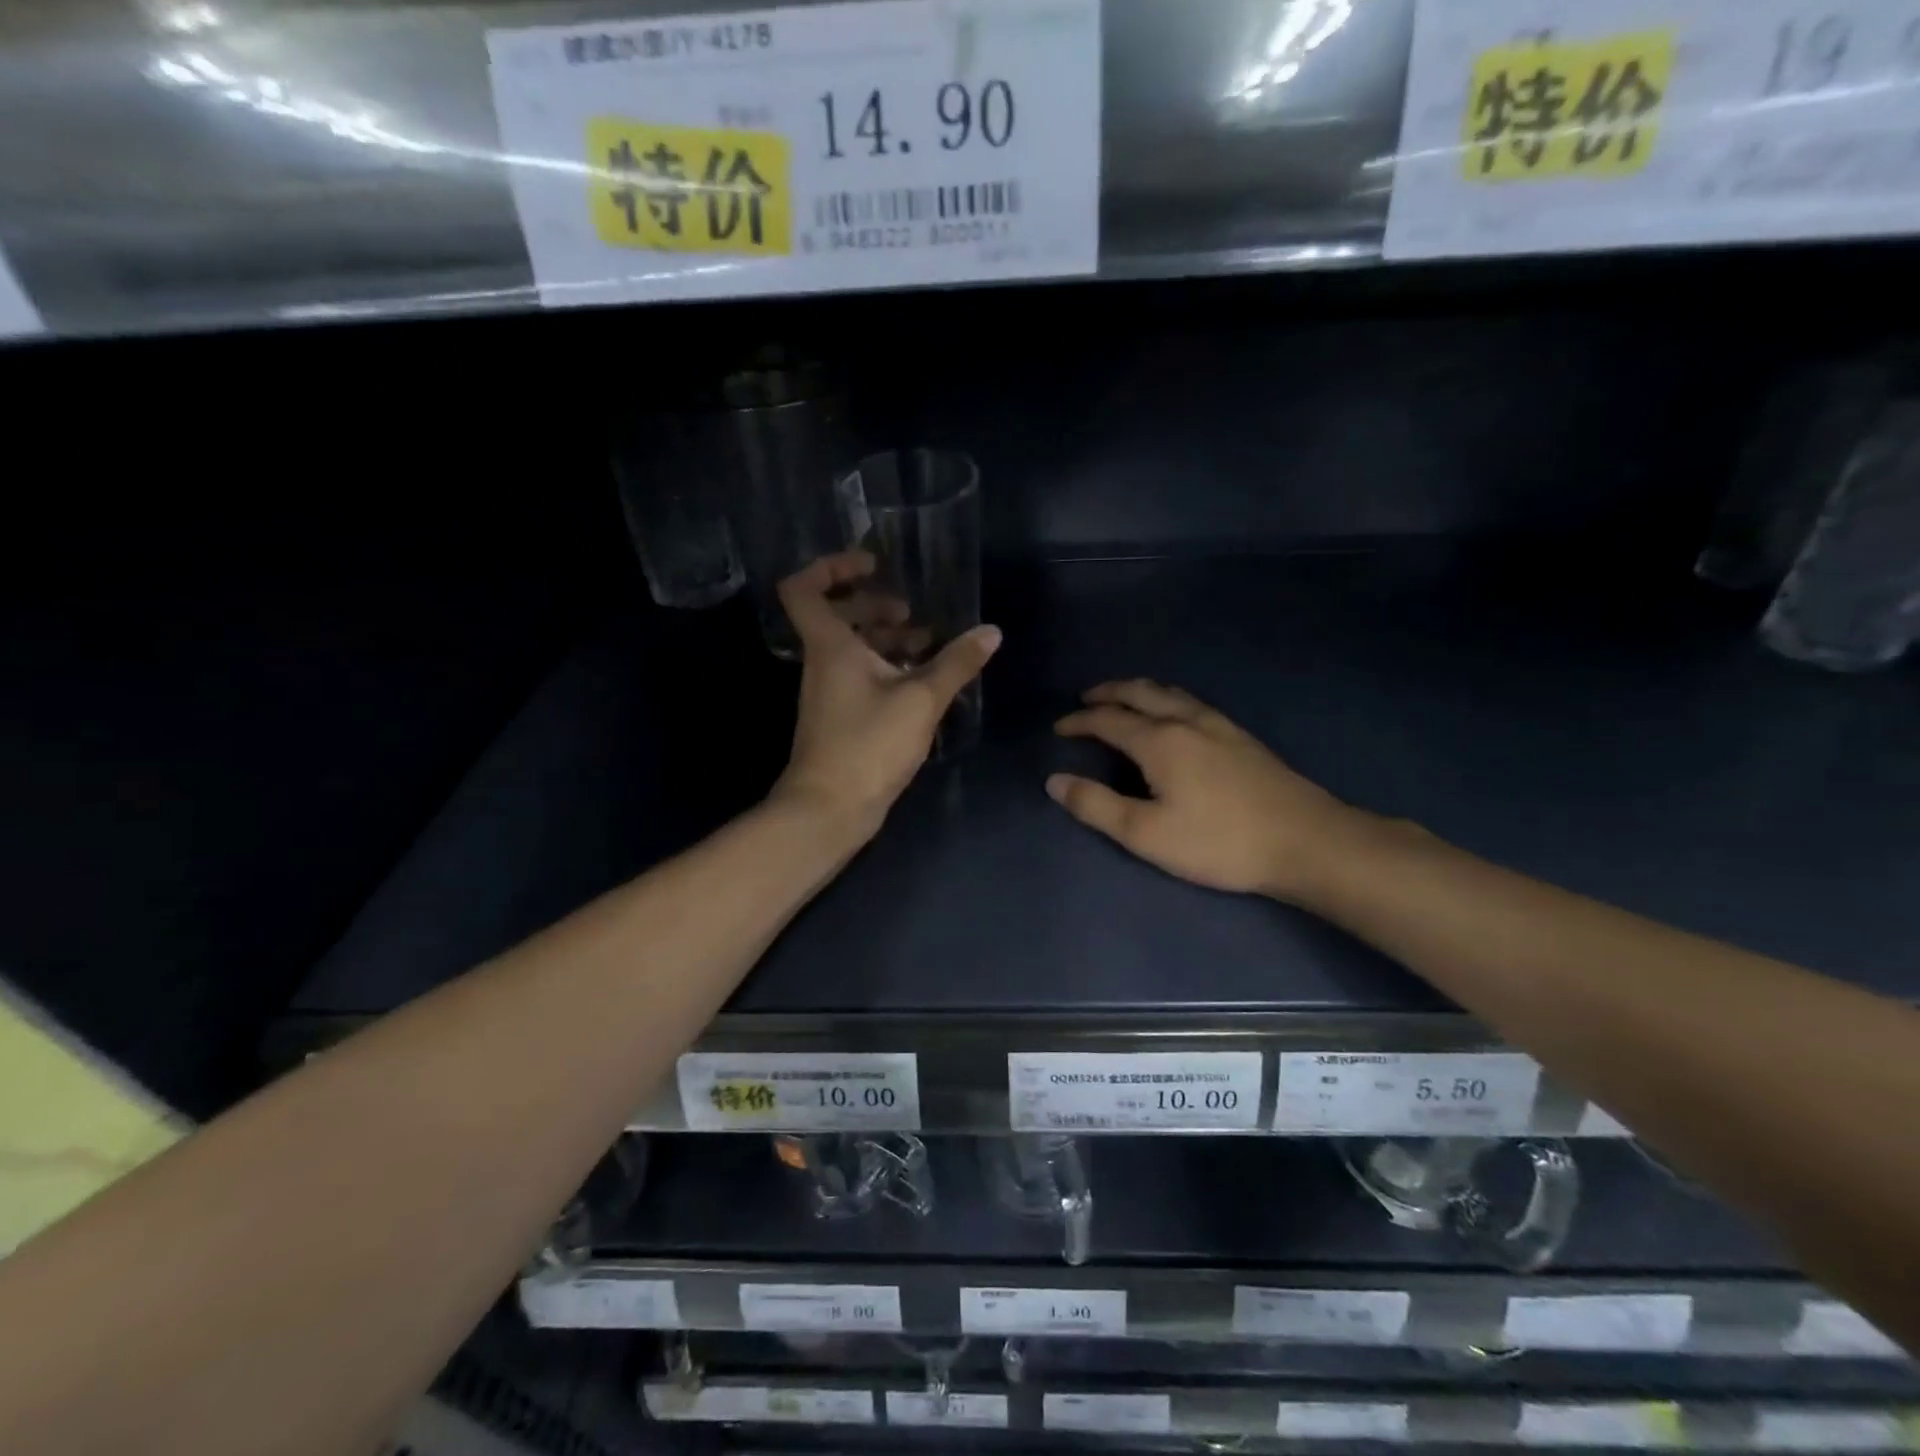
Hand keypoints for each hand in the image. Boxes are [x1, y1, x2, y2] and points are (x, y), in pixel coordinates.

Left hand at [772, 550, 1000, 838]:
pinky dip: (886, 668)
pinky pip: (860, 677)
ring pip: (852, 649)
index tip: (872, 565)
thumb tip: (991, 632)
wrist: (830, 809)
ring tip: (926, 641)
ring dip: (885, 639)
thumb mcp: (921, 700)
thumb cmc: (868, 745)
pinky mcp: (841, 718)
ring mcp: (830, 692)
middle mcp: (823, 663)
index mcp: (830, 646)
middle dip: (872, 604)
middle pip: (836, 616)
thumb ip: (956, 664)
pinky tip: (922, 679)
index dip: (831, 567)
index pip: (804, 588)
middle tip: (910, 609)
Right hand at [1047, 679, 1365, 902]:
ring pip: (1170, 693)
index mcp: (1160, 741)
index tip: (1059, 728)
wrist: (1306, 841)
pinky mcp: (1242, 738)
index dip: (1079, 721)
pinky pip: (1191, 702)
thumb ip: (1097, 806)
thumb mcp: (1147, 834)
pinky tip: (1175, 716)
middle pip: (1140, 692)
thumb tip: (1054, 781)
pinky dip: (1166, 699)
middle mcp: (1187, 721)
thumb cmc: (1219, 842)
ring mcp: (1219, 726)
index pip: (1108, 720)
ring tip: (1124, 699)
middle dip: (1108, 692)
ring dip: (1139, 691)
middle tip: (1086, 698)